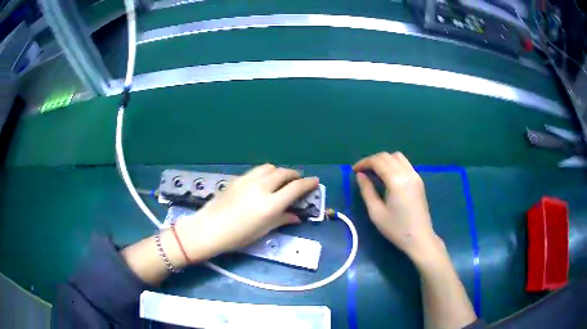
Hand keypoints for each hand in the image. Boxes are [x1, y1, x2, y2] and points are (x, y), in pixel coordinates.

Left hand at [174, 164, 318, 263]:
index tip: (315, 181)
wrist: (209, 229)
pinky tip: (264, 181)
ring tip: (281, 179)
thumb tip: (296, 216)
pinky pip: (257, 170)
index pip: (296, 188)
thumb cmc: (238, 236)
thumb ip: (282, 220)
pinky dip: (267, 172)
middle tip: (298, 181)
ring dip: (280, 171)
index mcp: (271, 204)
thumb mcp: (263, 230)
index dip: (308, 183)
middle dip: (295, 175)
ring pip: (270, 167)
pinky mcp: (238, 179)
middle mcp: (262, 187)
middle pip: (284, 173)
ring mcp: (248, 180)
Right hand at [353, 152, 441, 260]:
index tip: (354, 171)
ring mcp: (415, 175)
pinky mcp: (419, 180)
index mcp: (396, 180)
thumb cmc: (396, 228)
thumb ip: (367, 190)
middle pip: (387, 156)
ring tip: (374, 172)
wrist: (419, 238)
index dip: (364, 163)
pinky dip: (393, 164)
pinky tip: (387, 176)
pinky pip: (405, 164)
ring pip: (397, 157)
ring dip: (384, 160)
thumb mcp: (376, 212)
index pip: (378, 161)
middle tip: (362, 172)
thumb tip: (360, 175)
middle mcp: (407, 173)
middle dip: (372, 160)